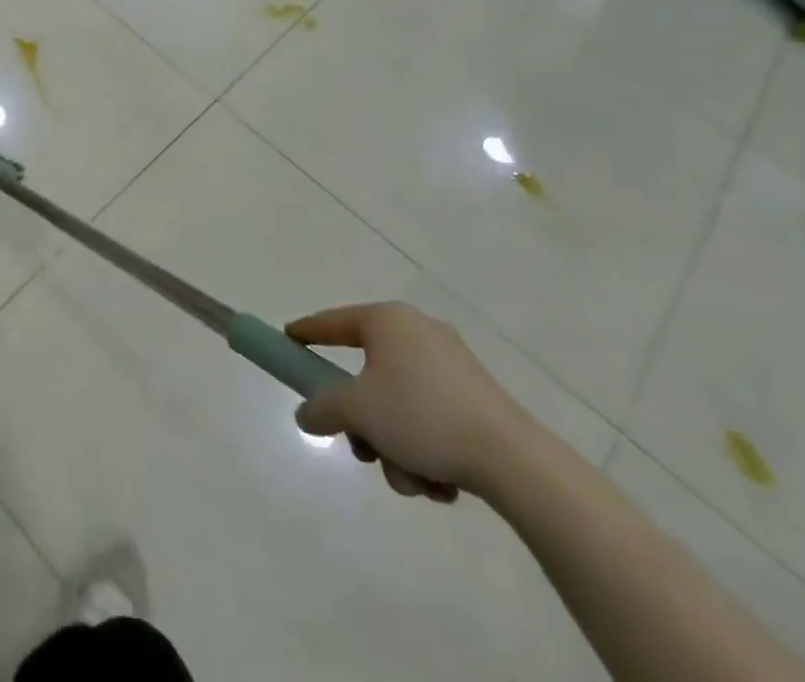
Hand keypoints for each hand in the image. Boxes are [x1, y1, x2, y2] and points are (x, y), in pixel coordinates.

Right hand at [285, 301, 532, 503]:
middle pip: (367, 375)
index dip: (306, 333)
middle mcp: (418, 332)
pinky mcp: (479, 399)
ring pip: (399, 405)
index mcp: (387, 320)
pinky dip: (426, 450)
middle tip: (363, 449)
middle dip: (364, 422)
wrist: (516, 463)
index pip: (332, 322)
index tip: (287, 340)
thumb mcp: (357, 411)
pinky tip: (441, 484)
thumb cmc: (422, 417)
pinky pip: (431, 418)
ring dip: (395, 446)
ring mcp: (452, 365)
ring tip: (412, 480)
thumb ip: (322, 408)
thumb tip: (307, 414)